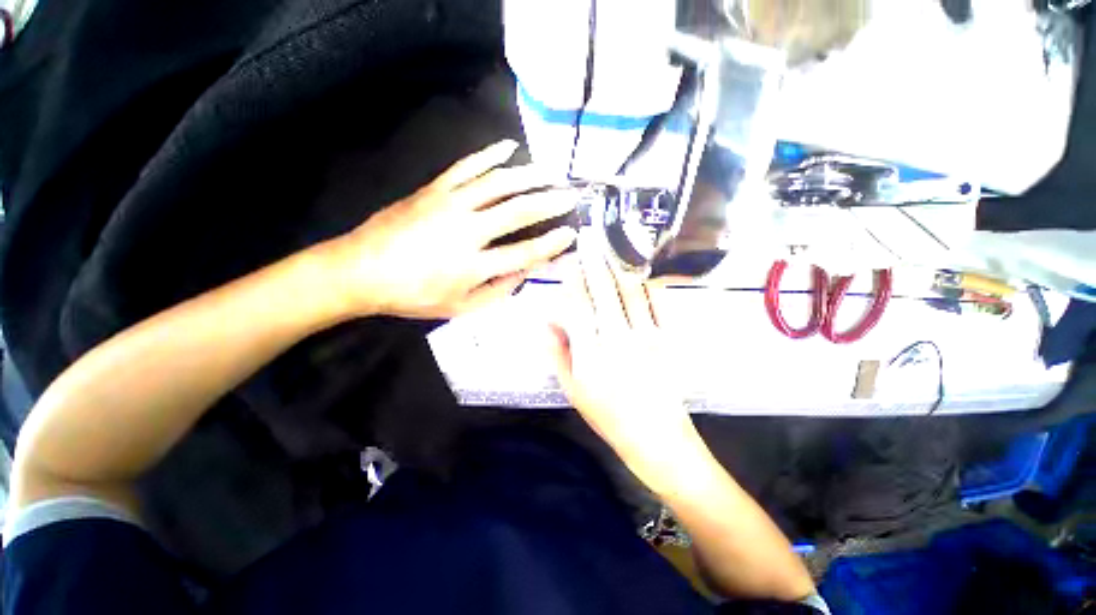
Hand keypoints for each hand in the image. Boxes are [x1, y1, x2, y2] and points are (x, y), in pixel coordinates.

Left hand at [329, 140, 577, 318]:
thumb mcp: (460, 307)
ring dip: (528, 175)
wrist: (360, 270)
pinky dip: (489, 155)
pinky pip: (467, 166)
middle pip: (517, 211)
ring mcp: (449, 204)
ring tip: (551, 171)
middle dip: (549, 202)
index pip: (524, 253)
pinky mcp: (434, 189)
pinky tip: (508, 147)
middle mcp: (466, 230)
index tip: (571, 234)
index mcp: (472, 265)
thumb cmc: (413, 295)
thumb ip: (496, 291)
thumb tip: (523, 272)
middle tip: (571, 195)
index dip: (550, 245)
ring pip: (497, 183)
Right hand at [548, 231, 706, 494]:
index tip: (568, 261)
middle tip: (589, 236)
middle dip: (594, 260)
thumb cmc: (608, 415)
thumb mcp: (573, 389)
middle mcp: (617, 337)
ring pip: (631, 290)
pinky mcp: (668, 338)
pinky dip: (650, 283)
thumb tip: (546, 319)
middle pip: (603, 289)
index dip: (571, 279)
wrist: (656, 436)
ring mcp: (646, 335)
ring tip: (614, 243)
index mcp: (590, 352)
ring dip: (620, 264)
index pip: (576, 305)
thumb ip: (558, 352)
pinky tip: (643, 269)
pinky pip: (660, 303)